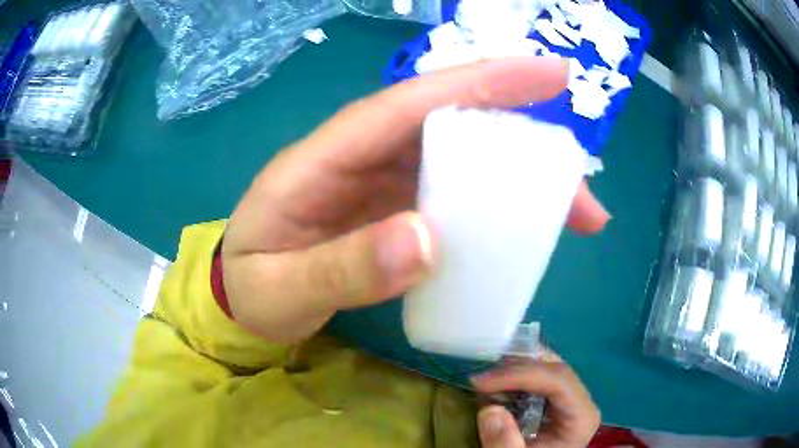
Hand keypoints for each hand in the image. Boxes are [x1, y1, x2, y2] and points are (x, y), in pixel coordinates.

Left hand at [222, 56, 610, 342]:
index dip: (485, 80)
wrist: (238, 300)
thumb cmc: (250, 289)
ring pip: (463, 160)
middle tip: (581, 184)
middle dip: (524, 140)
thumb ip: (342, 269)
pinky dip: (496, 207)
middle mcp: (360, 155)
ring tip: (575, 214)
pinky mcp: (394, 210)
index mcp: (324, 157)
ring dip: (521, 181)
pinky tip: (524, 231)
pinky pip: (455, 195)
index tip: (552, 74)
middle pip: (453, 126)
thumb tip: (428, 241)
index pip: (413, 101)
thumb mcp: (280, 288)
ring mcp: (381, 182)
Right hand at [472, 357, 600, 447]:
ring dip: (513, 370)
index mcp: (581, 415)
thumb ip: (504, 443)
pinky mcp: (556, 400)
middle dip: (515, 368)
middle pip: (552, 368)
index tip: (481, 382)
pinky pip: (537, 378)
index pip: (557, 379)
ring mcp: (569, 398)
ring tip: (484, 385)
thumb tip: (490, 409)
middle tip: (480, 380)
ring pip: (545, 367)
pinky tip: (495, 389)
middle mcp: (580, 400)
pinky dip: (514, 378)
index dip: (520, 374)